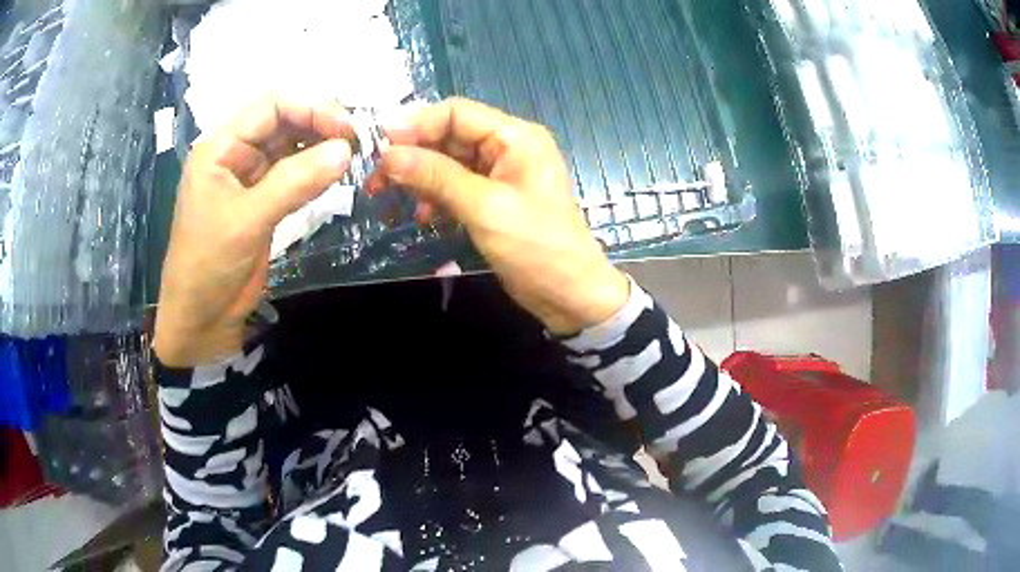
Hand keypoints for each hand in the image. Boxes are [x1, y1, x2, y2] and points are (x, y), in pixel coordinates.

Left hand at [154, 96, 353, 366]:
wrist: (200, 319)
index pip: (271, 104)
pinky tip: (336, 173)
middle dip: (320, 123)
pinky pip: (294, 172)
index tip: (348, 129)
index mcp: (221, 146)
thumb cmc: (208, 266)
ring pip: (292, 144)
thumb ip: (295, 182)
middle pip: (284, 119)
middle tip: (358, 142)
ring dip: (322, 146)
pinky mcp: (263, 199)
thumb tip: (347, 151)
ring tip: (354, 155)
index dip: (311, 107)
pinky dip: (316, 170)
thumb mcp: (247, 221)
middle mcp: (236, 152)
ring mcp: (250, 175)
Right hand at [374, 98, 628, 334]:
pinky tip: (423, 215)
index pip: (456, 112)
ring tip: (390, 196)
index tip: (379, 146)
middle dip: (412, 154)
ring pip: (448, 161)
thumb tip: (388, 155)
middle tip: (377, 178)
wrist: (569, 294)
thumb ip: (436, 176)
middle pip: (449, 135)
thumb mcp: (484, 207)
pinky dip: (436, 196)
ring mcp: (500, 173)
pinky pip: (456, 185)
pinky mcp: (493, 198)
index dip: (416, 125)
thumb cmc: (535, 247)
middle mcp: (507, 147)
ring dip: (420, 177)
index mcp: (515, 137)